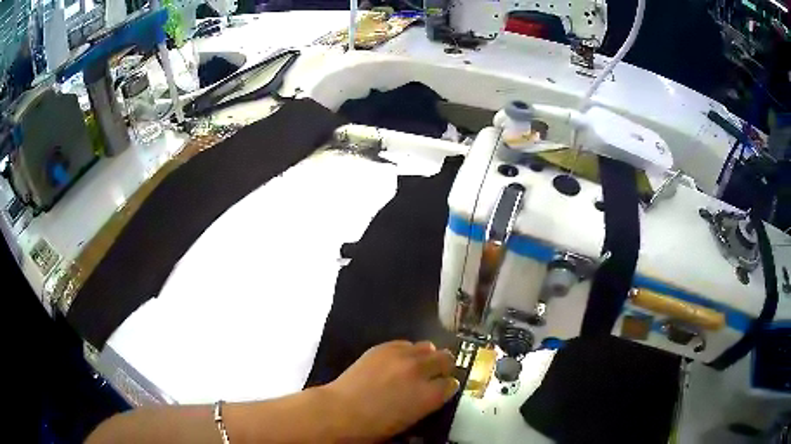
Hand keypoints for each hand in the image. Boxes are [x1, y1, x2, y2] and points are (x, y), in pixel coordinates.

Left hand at [322, 340, 458, 441]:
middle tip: (435, 374)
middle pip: (446, 359)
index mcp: (430, 395)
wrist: (341, 411)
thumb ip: (427, 403)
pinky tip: (400, 360)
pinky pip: (405, 343)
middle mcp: (421, 371)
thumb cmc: (375, 427)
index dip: (447, 387)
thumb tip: (434, 393)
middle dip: (443, 367)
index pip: (452, 384)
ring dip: (427, 356)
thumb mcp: (411, 420)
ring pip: (428, 347)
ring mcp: (402, 356)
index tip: (442, 389)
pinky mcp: (384, 347)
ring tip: (418, 364)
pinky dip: (407, 351)